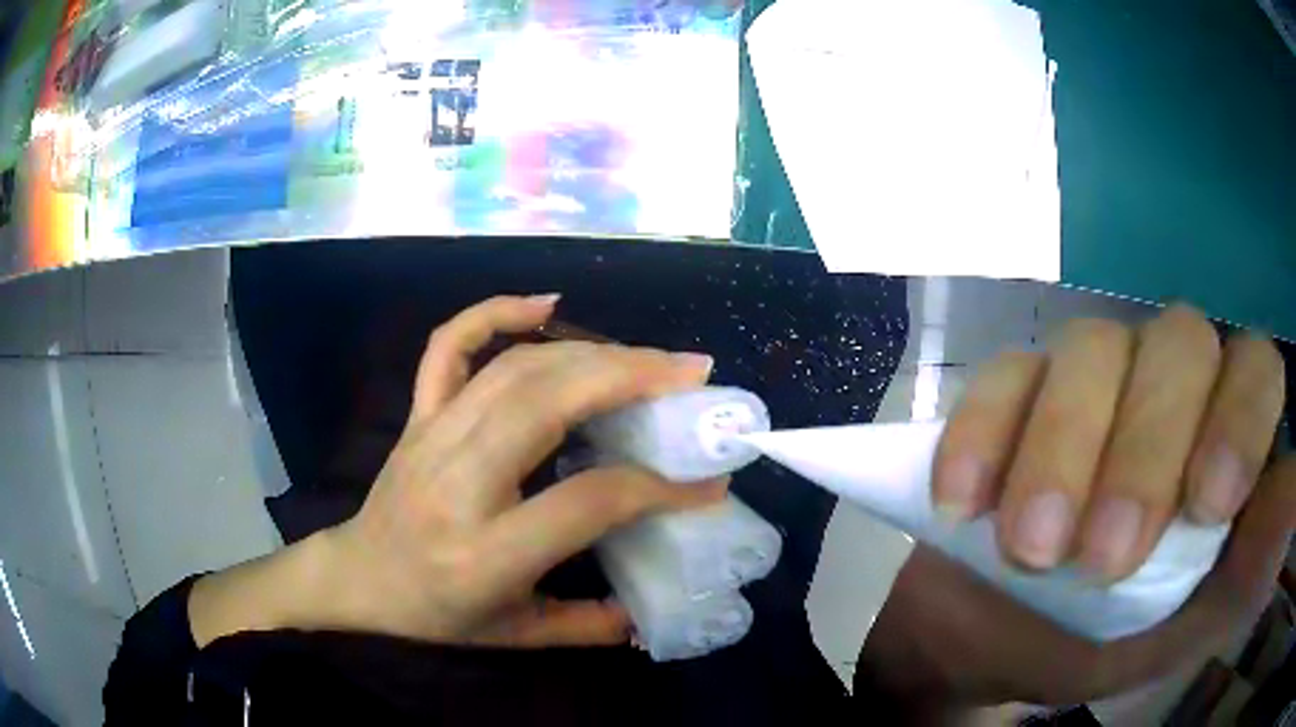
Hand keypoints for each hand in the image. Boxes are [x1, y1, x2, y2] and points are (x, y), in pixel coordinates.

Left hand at [190, 295, 721, 647]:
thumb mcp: (515, 637)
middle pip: (549, 403)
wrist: (358, 579)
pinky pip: (449, 346)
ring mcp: (432, 436)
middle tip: (691, 372)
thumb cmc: (435, 615)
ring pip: (515, 368)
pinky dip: (494, 312)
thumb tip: (649, 608)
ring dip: (590, 349)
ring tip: (648, 355)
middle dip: (632, 377)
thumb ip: (587, 625)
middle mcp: (459, 481)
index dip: (660, 487)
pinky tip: (544, 304)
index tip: (709, 480)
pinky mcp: (418, 415)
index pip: (589, 500)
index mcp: (487, 551)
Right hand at [858, 305, 1292, 711]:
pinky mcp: (1013, 394)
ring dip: (1063, 448)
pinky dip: (983, 433)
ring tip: (1028, 548)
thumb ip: (1252, 563)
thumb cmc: (1110, 642)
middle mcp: (1168, 386)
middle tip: (1099, 560)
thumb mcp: (1189, 625)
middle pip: (1177, 344)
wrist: (1002, 644)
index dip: (1240, 418)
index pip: (1255, 369)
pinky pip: (1002, 378)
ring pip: (1089, 348)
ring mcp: (1089, 380)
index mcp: (1222, 435)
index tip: (1204, 507)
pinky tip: (963, 502)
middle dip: (1144, 450)